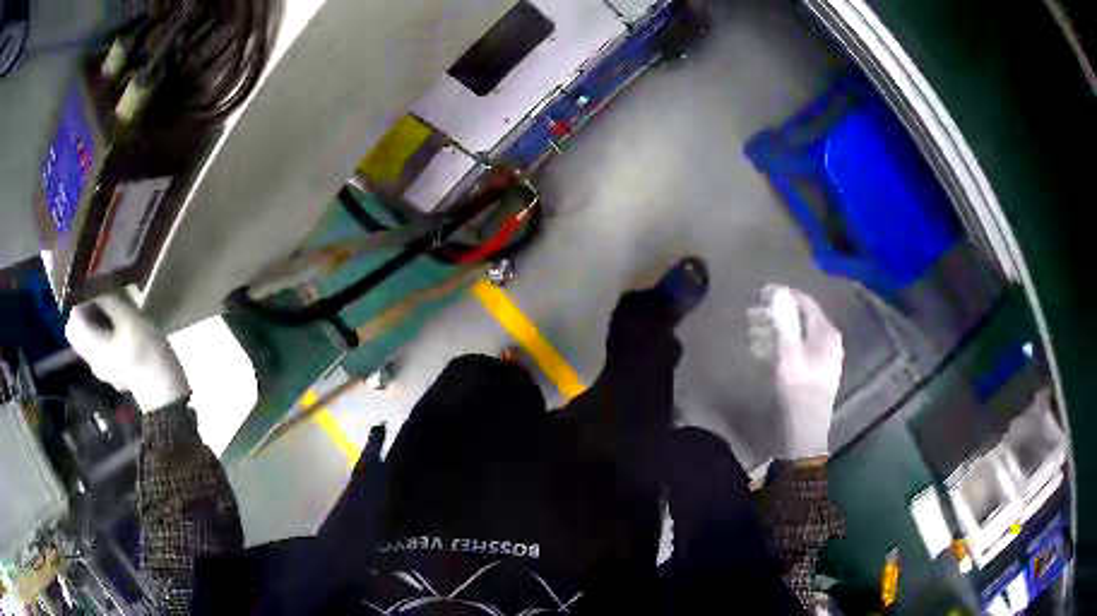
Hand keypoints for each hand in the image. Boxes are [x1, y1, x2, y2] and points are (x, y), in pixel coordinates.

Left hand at [65, 295, 189, 412]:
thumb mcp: (129, 319)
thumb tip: (98, 287)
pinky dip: (107, 334)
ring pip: (91, 338)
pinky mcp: (114, 371)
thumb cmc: (145, 354)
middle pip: (79, 330)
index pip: (73, 319)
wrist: (165, 394)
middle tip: (105, 300)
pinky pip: (102, 347)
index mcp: (91, 345)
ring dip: (98, 322)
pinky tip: (124, 330)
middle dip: (88, 311)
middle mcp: (92, 358)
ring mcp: (103, 367)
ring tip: (117, 311)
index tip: (98, 293)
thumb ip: (110, 301)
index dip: (82, 301)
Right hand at [748, 285, 843, 458]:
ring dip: (774, 331)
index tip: (757, 294)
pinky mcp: (815, 373)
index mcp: (826, 333)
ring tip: (751, 335)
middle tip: (749, 316)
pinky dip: (779, 346)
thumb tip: (777, 290)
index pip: (804, 301)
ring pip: (797, 335)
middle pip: (800, 318)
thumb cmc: (798, 390)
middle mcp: (829, 342)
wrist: (805, 433)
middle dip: (774, 314)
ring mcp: (823, 359)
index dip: (782, 295)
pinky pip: (797, 350)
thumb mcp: (788, 353)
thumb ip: (784, 320)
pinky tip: (762, 353)